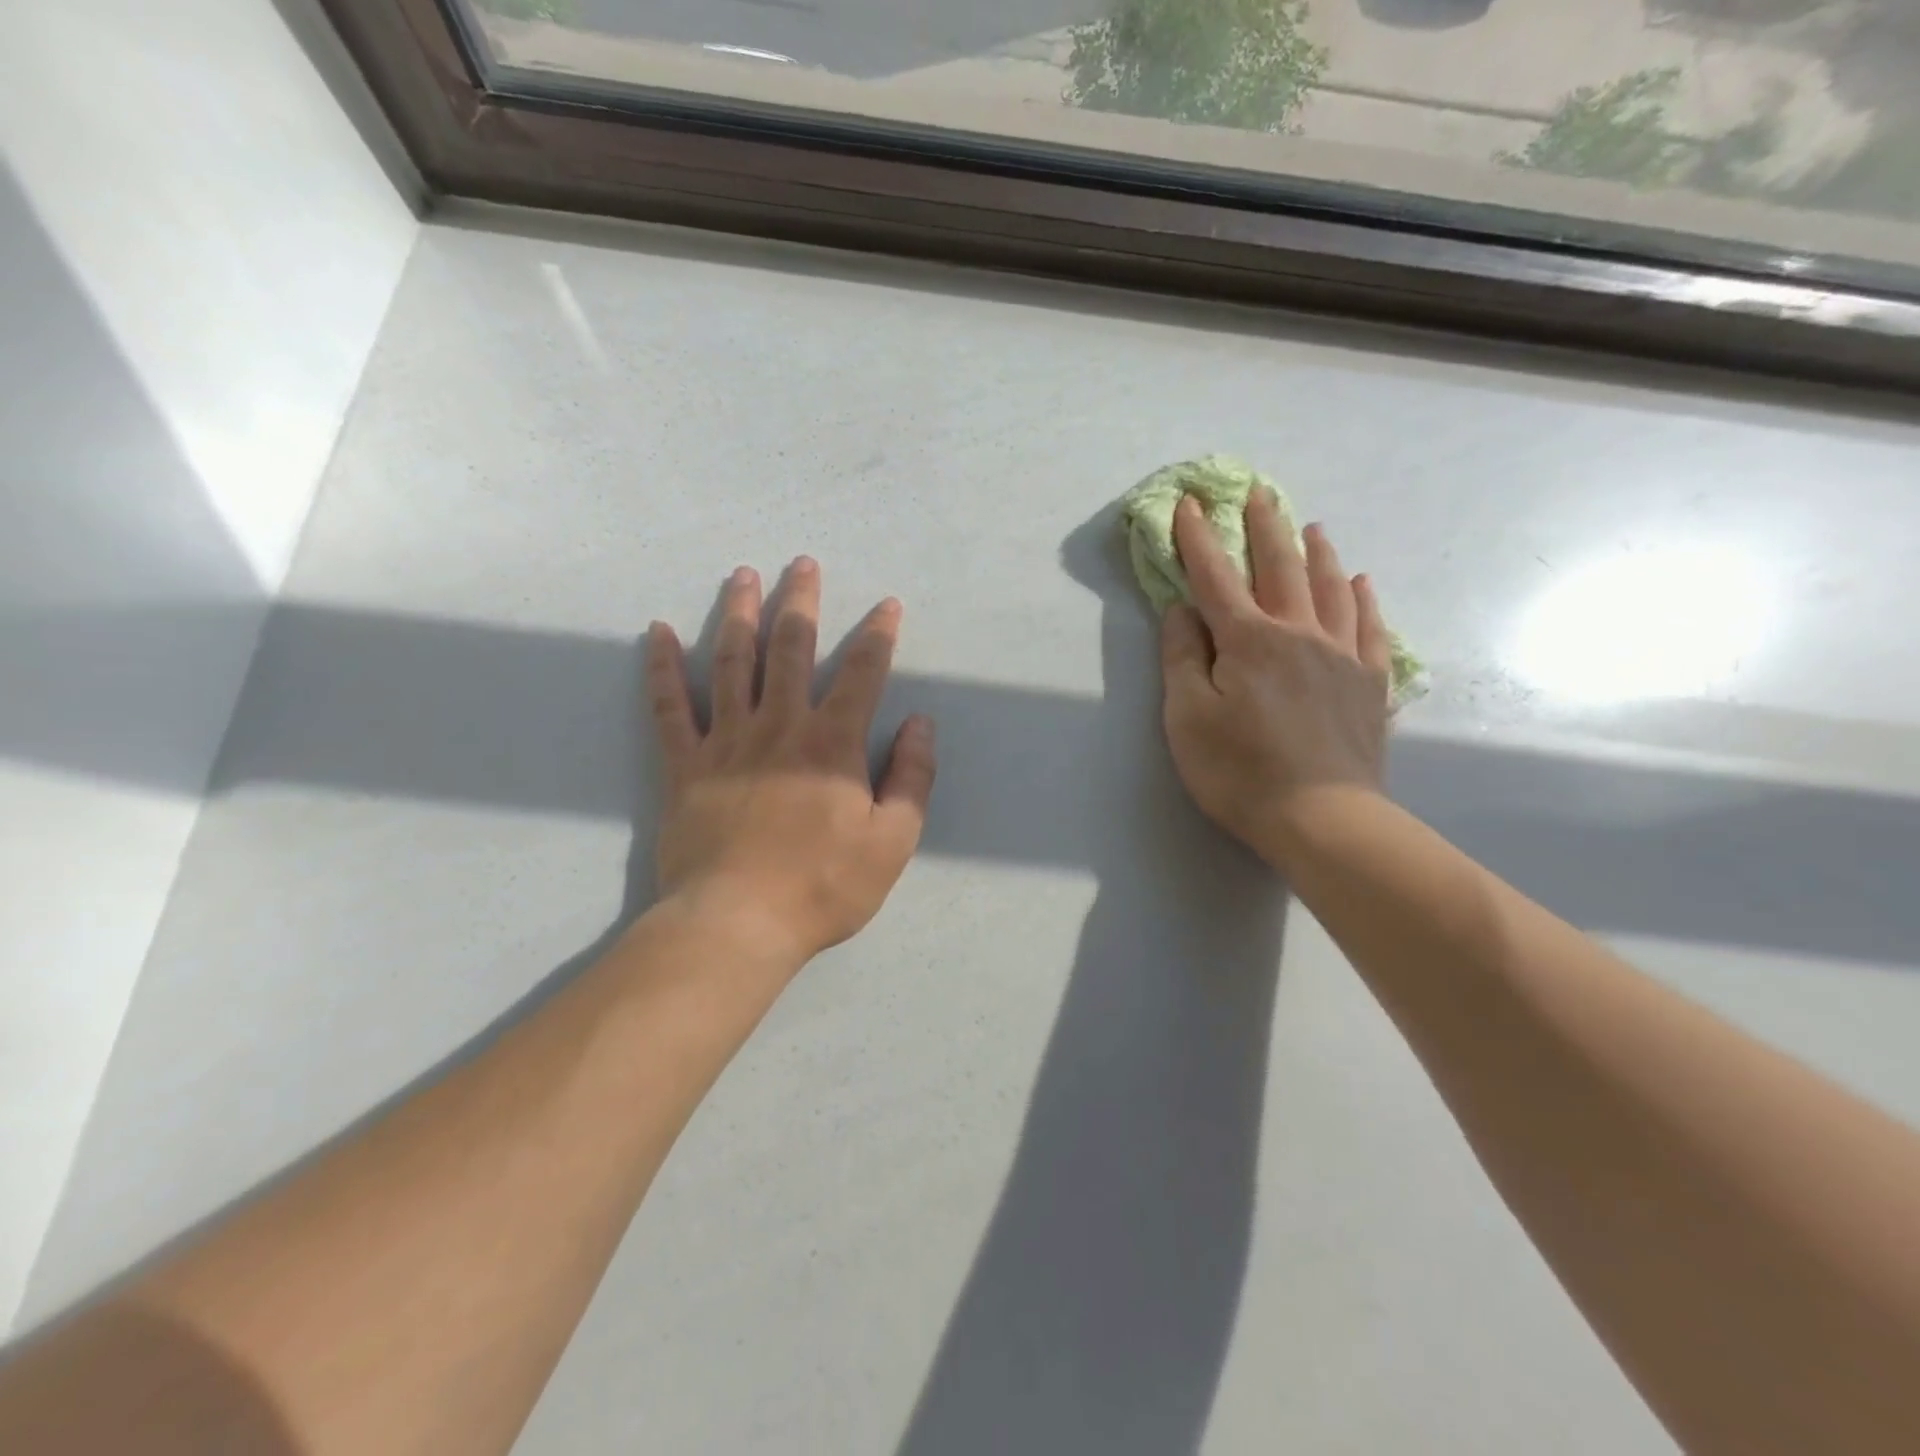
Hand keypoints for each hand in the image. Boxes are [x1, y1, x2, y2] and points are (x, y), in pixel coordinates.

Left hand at [647, 559, 936, 966]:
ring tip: (743, 575)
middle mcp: (779, 727)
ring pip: (732, 663)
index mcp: (831, 744)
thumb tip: (920, 723)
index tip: (887, 605)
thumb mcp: (892, 841)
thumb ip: (912, 778)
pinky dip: (663, 669)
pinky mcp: (684, 765)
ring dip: (739, 614)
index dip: (878, 636)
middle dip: (801, 602)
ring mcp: (726, 742)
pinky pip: (670, 708)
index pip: (861, 674)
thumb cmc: (823, 886)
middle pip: (791, 649)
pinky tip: (659, 633)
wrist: (737, 924)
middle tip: (802, 563)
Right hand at [1160, 490, 1391, 867]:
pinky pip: (1370, 627)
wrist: (1322, 818)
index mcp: (1248, 640)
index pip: (1215, 577)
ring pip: (1330, 588)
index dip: (1198, 539)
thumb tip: (1181, 610)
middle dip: (1265, 528)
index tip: (1189, 504)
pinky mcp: (1368, 683)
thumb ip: (1183, 658)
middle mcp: (1298, 634)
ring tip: (1312, 527)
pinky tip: (1361, 583)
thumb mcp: (1187, 717)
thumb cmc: (1239, 771)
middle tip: (1260, 493)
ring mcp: (1341, 656)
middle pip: (1280, 568)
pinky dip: (1363, 599)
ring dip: (1317, 553)